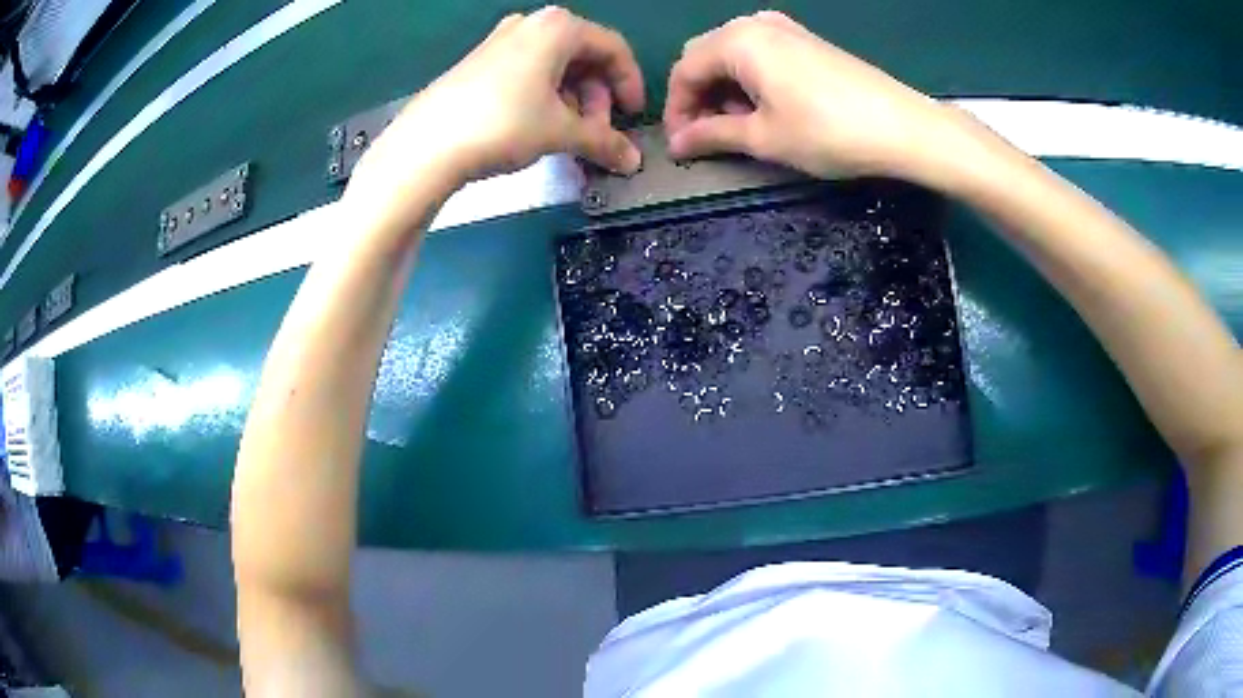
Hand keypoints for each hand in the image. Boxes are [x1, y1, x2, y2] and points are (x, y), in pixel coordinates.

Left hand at [346, 7, 644, 227]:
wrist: (426, 145)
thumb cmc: (504, 123)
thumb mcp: (561, 132)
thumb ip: (604, 142)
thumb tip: (634, 163)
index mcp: (558, 28)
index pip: (613, 49)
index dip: (630, 84)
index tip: (634, 117)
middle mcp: (531, 25)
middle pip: (583, 57)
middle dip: (597, 97)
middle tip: (597, 133)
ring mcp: (501, 42)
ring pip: (555, 67)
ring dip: (573, 102)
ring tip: (568, 137)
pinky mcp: (480, 63)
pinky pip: (528, 74)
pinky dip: (545, 99)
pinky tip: (539, 129)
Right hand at [664, 12, 961, 183]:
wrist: (904, 127)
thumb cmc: (828, 133)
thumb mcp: (764, 137)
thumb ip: (713, 135)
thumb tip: (678, 145)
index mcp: (737, 41)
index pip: (684, 71)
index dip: (677, 110)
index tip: (681, 145)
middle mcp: (755, 23)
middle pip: (705, 56)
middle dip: (698, 97)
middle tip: (707, 136)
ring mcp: (785, 28)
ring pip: (733, 54)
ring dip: (724, 88)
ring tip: (739, 126)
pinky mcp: (807, 40)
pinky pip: (761, 53)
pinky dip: (751, 79)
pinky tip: (766, 107)